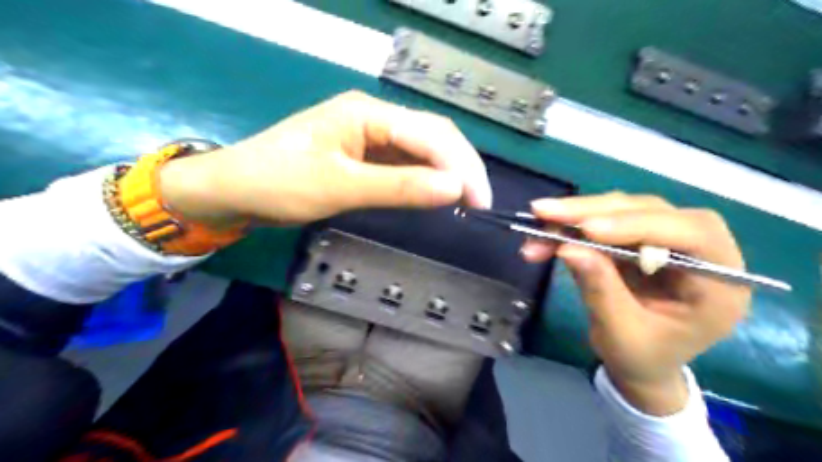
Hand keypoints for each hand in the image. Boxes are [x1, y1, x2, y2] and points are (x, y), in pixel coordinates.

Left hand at [161, 89, 494, 227]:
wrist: (236, 190)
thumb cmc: (279, 183)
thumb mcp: (339, 186)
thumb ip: (399, 187)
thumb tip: (453, 189)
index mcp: (367, 113)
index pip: (429, 133)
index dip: (460, 165)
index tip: (480, 200)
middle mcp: (374, 117)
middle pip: (432, 136)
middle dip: (460, 167)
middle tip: (479, 202)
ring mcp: (370, 137)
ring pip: (422, 150)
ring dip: (446, 173)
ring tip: (466, 200)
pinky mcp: (365, 156)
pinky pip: (405, 165)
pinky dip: (425, 180)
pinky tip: (436, 194)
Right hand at [520, 193, 749, 417]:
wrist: (641, 364)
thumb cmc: (642, 357)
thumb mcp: (621, 333)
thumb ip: (600, 289)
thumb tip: (567, 247)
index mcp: (720, 284)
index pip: (693, 234)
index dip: (639, 225)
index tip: (588, 230)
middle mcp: (700, 251)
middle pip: (651, 211)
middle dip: (593, 211)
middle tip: (545, 212)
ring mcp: (666, 240)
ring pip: (623, 209)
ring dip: (577, 214)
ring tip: (539, 221)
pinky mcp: (638, 238)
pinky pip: (605, 221)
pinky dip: (572, 226)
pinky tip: (545, 234)